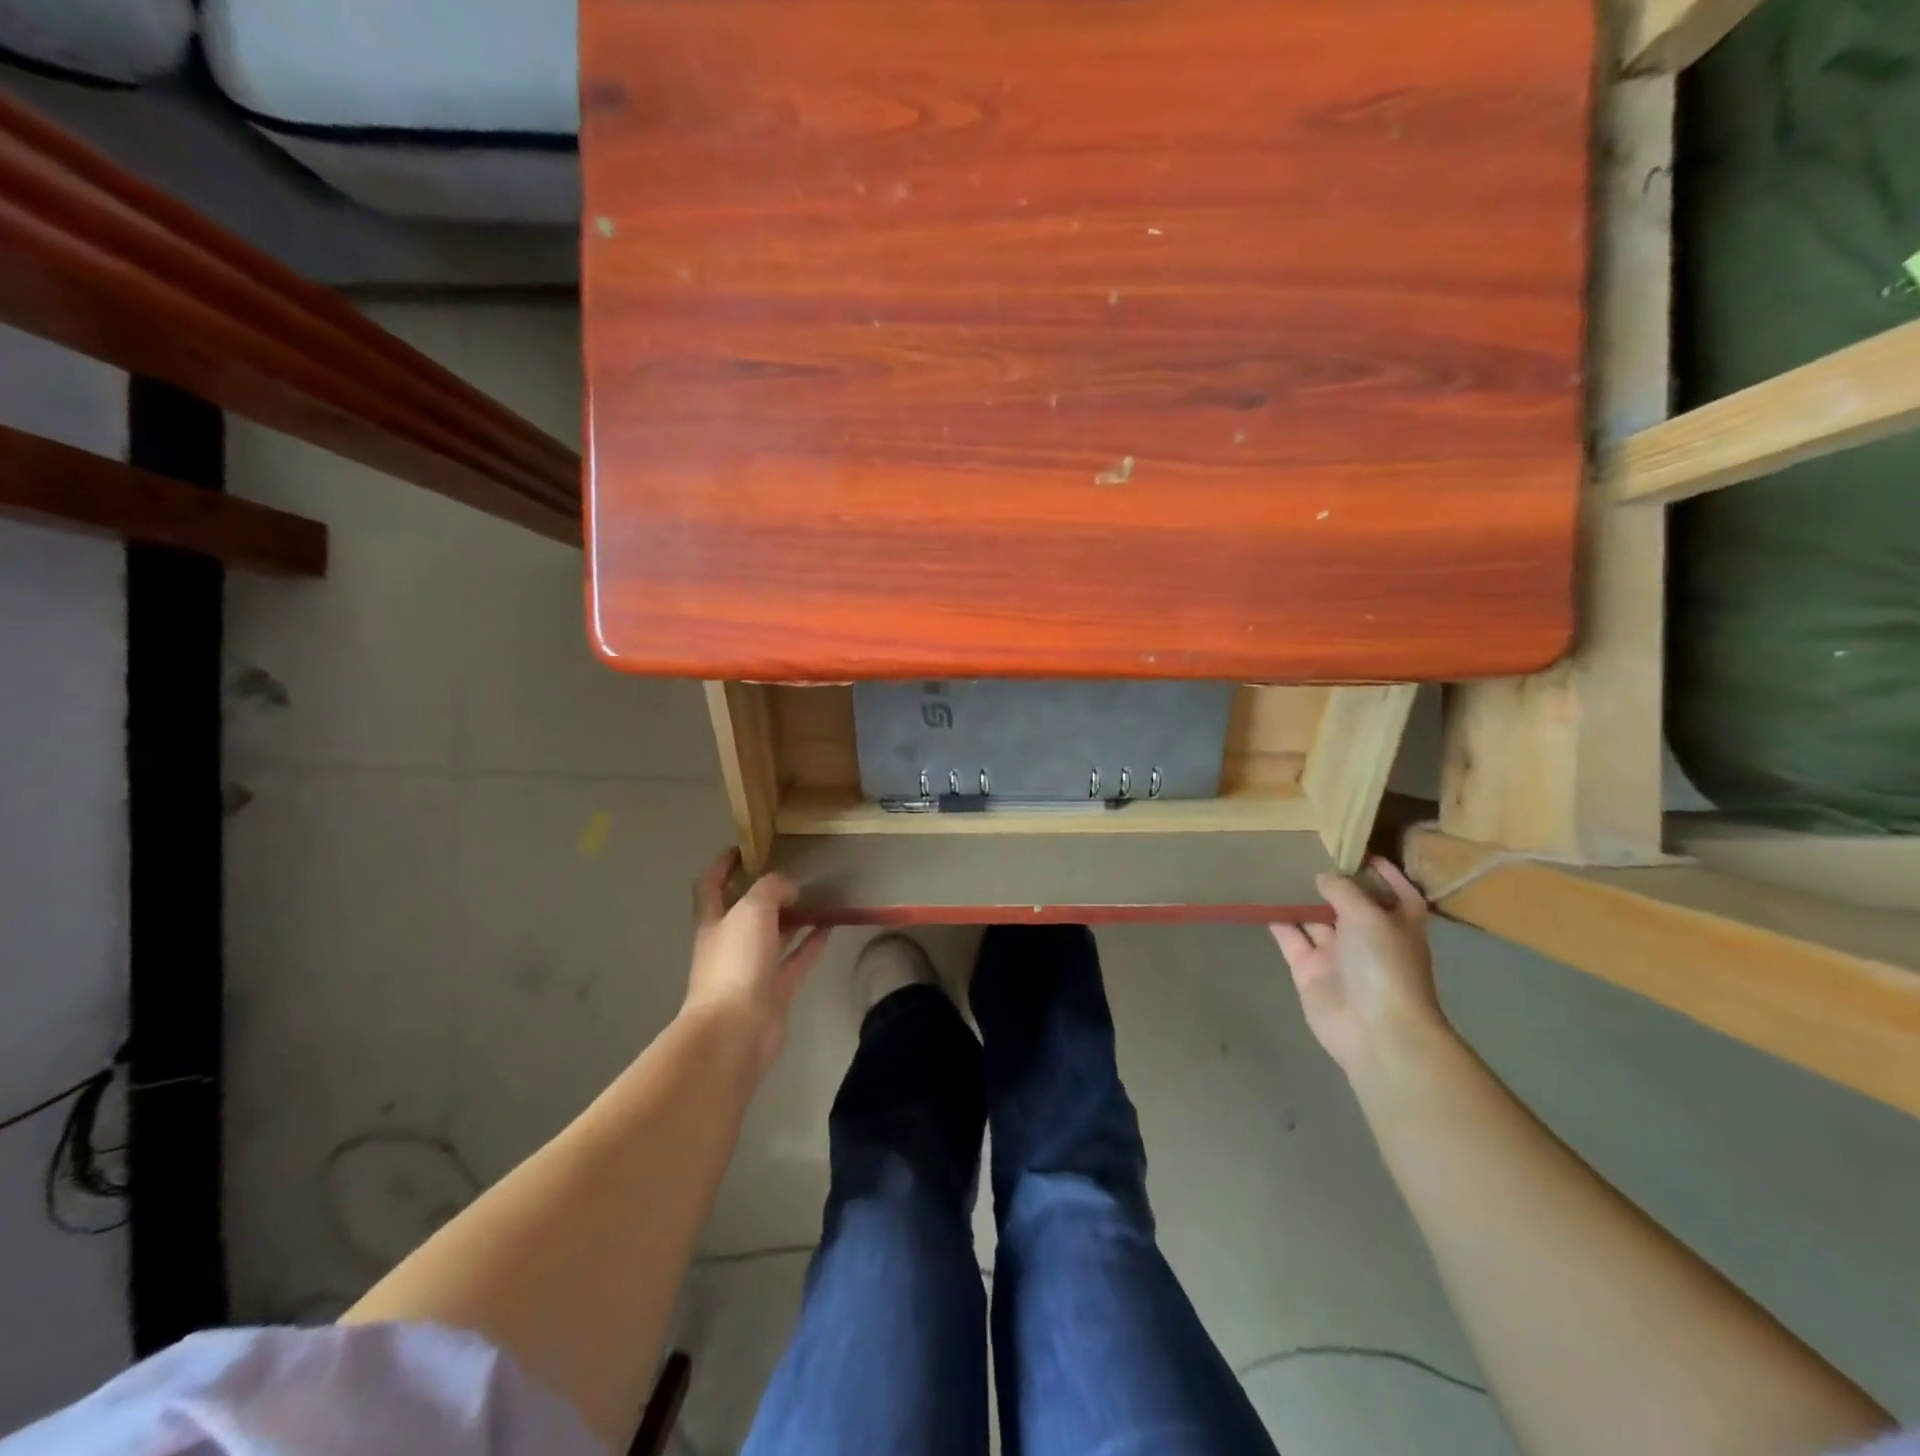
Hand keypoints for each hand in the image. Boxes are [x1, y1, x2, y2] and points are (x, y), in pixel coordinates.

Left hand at [682, 850, 830, 1079]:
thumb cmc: (736, 963)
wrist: (736, 1031)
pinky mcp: (775, 991)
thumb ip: (771, 889)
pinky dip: (812, 942)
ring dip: (793, 916)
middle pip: (746, 911)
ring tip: (818, 895)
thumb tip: (789, 889)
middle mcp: (729, 943)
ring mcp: (752, 970)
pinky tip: (830, 925)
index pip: (711, 885)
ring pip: (774, 935)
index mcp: (714, 921)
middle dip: (765, 892)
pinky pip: (796, 959)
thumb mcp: (752, 910)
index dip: (723, 865)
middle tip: (793, 871)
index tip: (744, 847)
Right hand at [1270, 857, 1446, 1076]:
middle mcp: (1368, 936)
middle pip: (1349, 902)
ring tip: (1274, 867)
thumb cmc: (1384, 965)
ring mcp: (1337, 954)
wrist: (1373, 1029)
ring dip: (1298, 897)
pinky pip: (1290, 938)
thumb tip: (1323, 875)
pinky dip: (1277, 920)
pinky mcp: (1309, 969)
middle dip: (1330, 880)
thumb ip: (1343, 889)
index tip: (1355, 849)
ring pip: (1315, 918)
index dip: (1381, 871)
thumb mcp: (1368, 915)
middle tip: (1301, 849)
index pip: (1395, 890)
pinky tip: (1260, 897)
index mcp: (1398, 922)